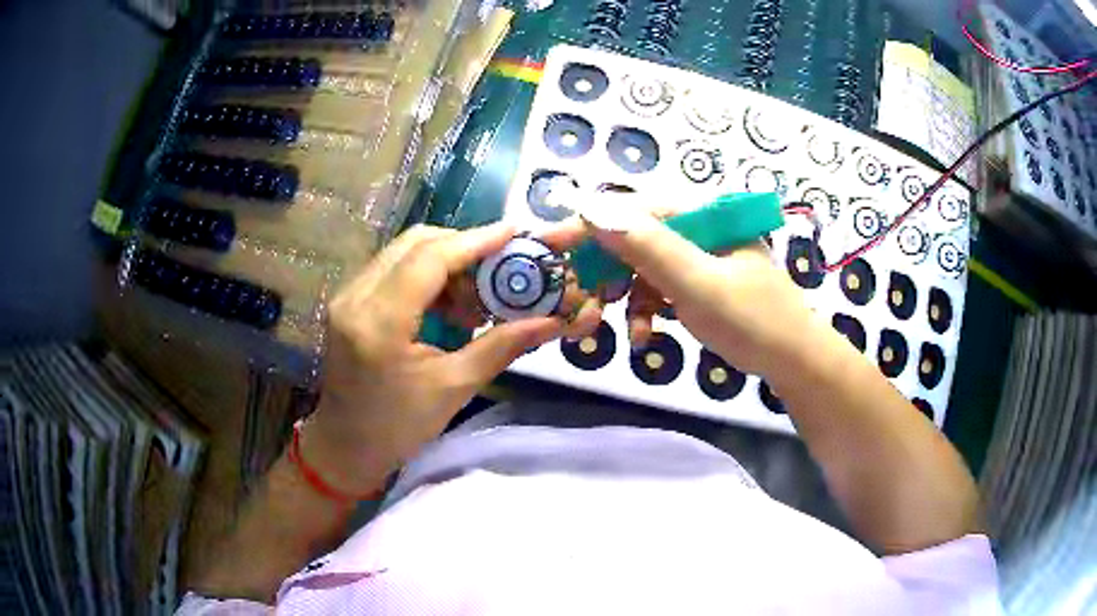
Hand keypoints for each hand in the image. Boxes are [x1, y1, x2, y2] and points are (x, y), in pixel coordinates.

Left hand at [301, 223, 599, 493]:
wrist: (345, 445)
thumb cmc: (397, 428)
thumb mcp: (453, 389)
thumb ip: (501, 346)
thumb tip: (550, 322)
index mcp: (379, 323)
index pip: (430, 259)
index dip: (475, 241)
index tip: (515, 232)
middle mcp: (356, 297)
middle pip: (415, 243)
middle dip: (463, 247)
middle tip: (500, 267)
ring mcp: (347, 295)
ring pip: (403, 251)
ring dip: (446, 262)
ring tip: (475, 298)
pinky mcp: (348, 299)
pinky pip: (393, 268)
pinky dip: (427, 275)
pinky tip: (448, 305)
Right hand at [589, 211, 819, 377]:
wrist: (796, 363)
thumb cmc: (753, 322)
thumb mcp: (698, 284)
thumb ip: (647, 246)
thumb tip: (591, 207)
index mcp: (704, 214)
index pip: (634, 209)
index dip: (588, 225)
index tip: (547, 244)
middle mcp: (701, 227)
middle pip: (636, 237)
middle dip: (605, 269)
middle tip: (577, 297)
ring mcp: (702, 256)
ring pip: (645, 266)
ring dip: (625, 295)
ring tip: (610, 324)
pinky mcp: (703, 282)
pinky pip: (662, 288)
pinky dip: (648, 310)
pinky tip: (645, 336)